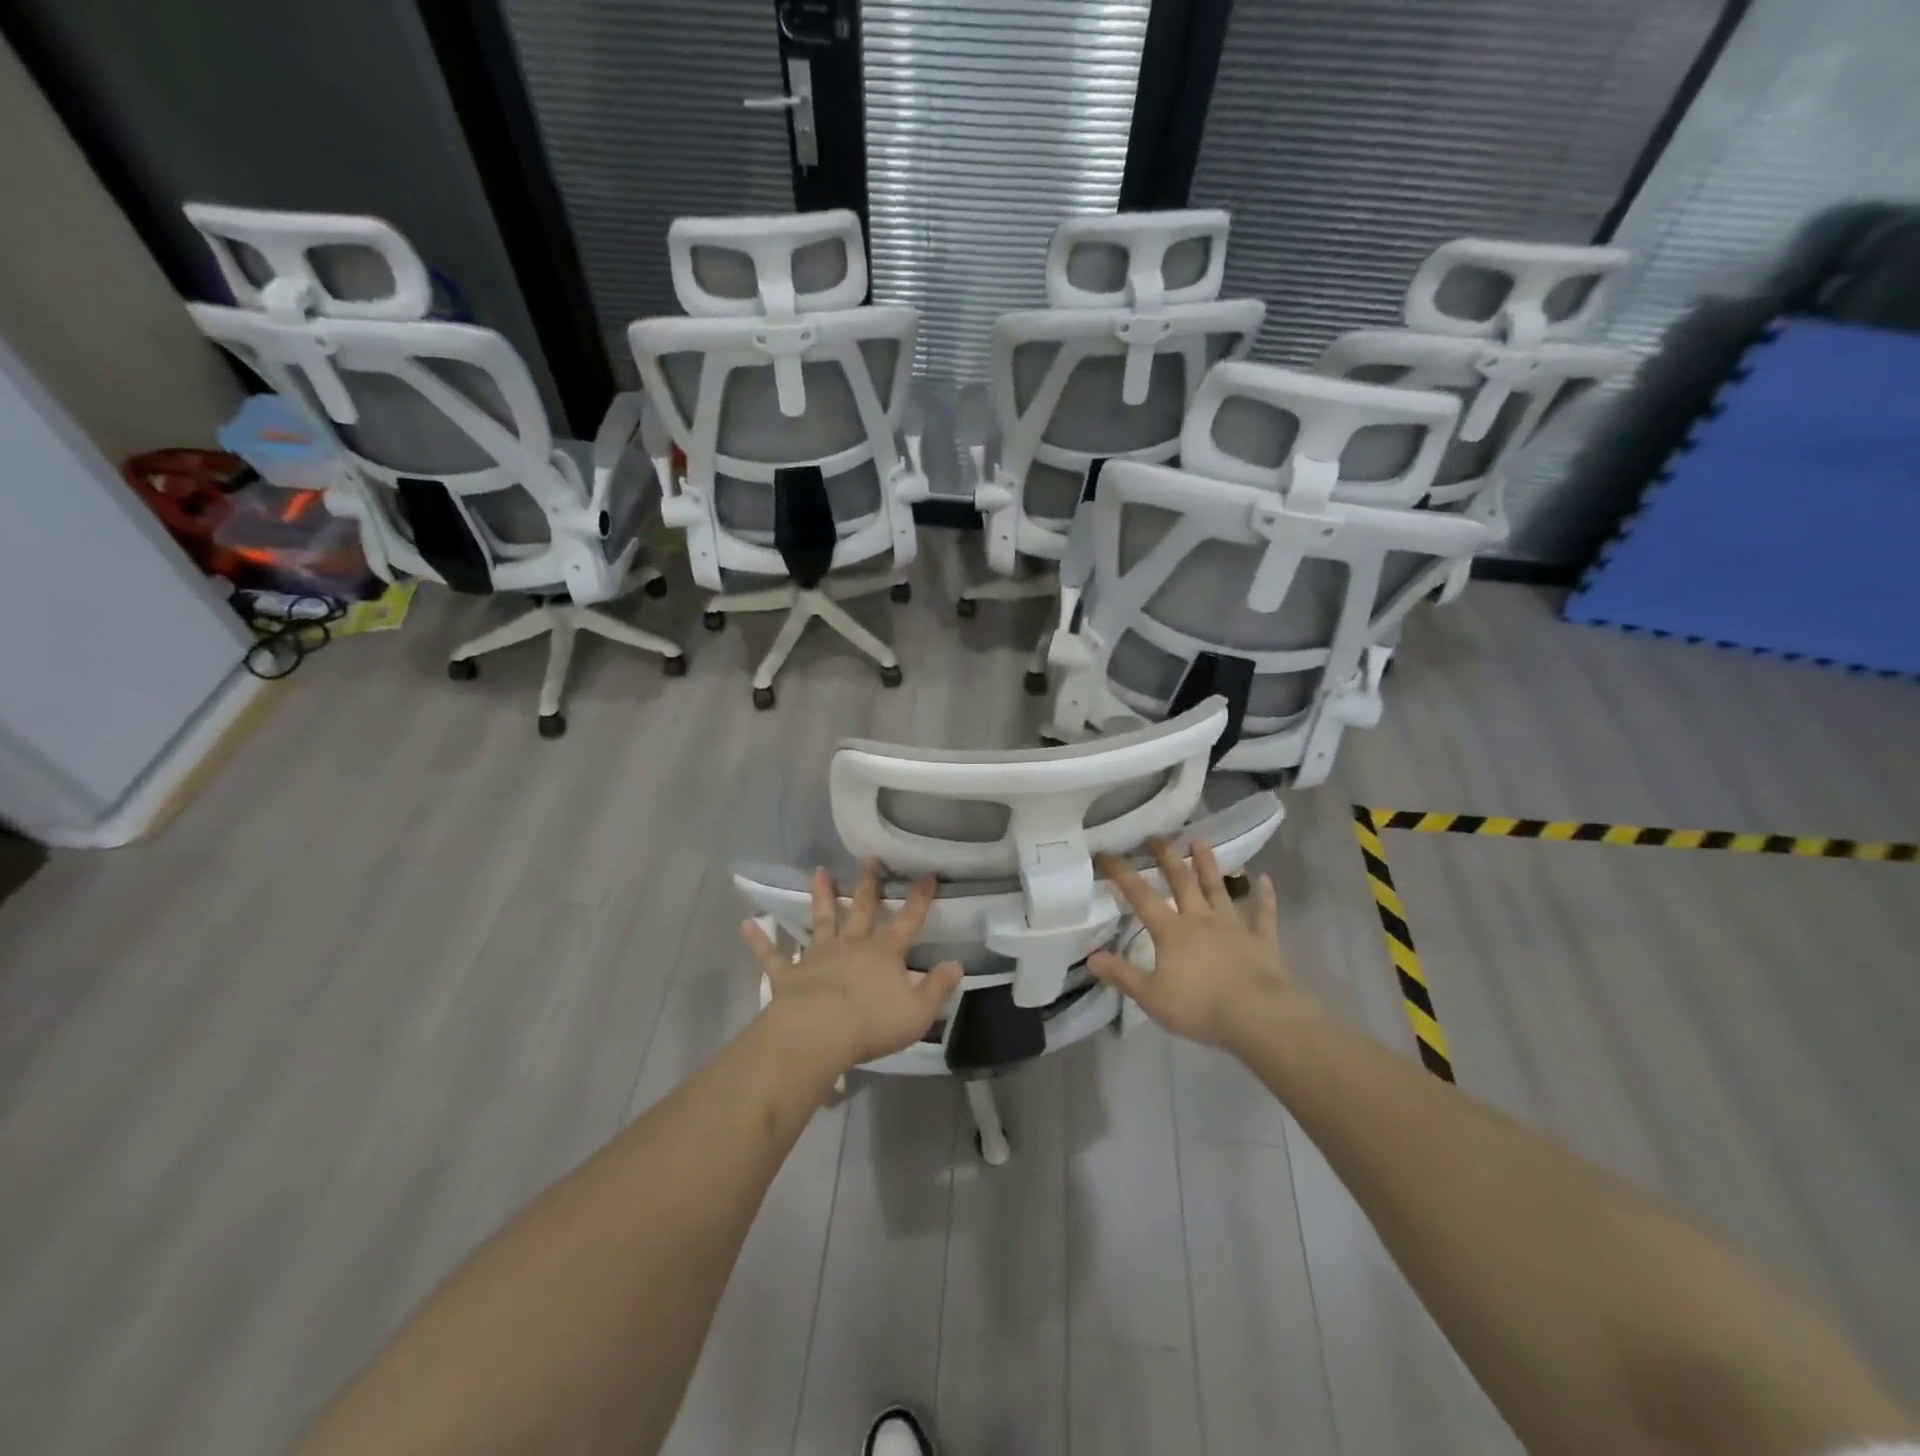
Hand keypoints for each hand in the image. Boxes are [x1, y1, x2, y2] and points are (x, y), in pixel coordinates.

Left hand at [742, 861, 963, 1074]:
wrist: (819, 1033)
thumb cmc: (872, 1023)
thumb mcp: (918, 1011)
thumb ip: (938, 987)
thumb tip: (956, 964)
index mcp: (884, 953)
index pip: (908, 920)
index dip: (920, 898)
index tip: (927, 873)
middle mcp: (852, 946)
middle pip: (862, 909)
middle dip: (868, 884)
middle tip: (869, 858)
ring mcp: (818, 956)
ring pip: (821, 921)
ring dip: (820, 896)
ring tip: (819, 871)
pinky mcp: (789, 974)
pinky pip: (773, 955)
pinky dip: (760, 940)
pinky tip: (747, 924)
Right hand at [1088, 838, 1302, 1052]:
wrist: (1258, 1016)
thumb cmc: (1200, 1007)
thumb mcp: (1151, 997)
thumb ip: (1121, 975)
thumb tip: (1091, 957)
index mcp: (1171, 931)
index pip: (1140, 896)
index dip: (1121, 873)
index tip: (1106, 853)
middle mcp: (1201, 919)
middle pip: (1182, 881)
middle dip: (1166, 857)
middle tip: (1156, 836)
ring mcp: (1234, 926)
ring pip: (1218, 889)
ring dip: (1208, 864)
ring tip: (1199, 841)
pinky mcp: (1262, 940)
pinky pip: (1263, 914)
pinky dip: (1264, 896)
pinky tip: (1265, 879)